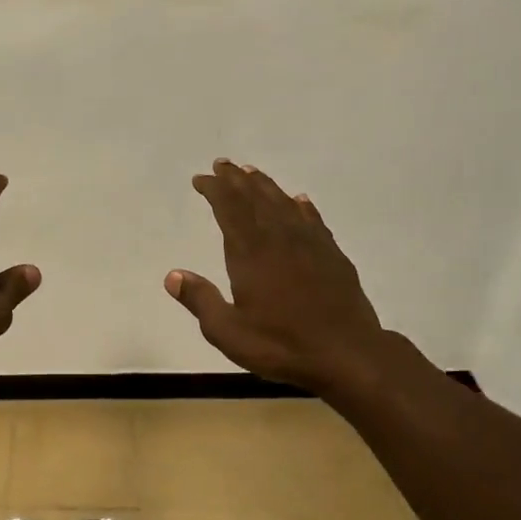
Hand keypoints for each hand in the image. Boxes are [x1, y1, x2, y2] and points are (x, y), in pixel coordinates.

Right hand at [167, 159, 387, 394]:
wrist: (347, 354)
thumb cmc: (281, 345)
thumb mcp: (228, 332)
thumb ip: (201, 300)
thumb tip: (173, 275)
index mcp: (251, 253)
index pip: (229, 209)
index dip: (215, 190)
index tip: (202, 178)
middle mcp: (279, 238)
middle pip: (255, 198)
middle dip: (236, 180)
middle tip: (222, 164)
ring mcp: (310, 244)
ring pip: (284, 203)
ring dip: (265, 186)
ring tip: (251, 173)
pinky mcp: (332, 255)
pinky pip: (313, 220)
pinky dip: (302, 207)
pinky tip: (299, 201)